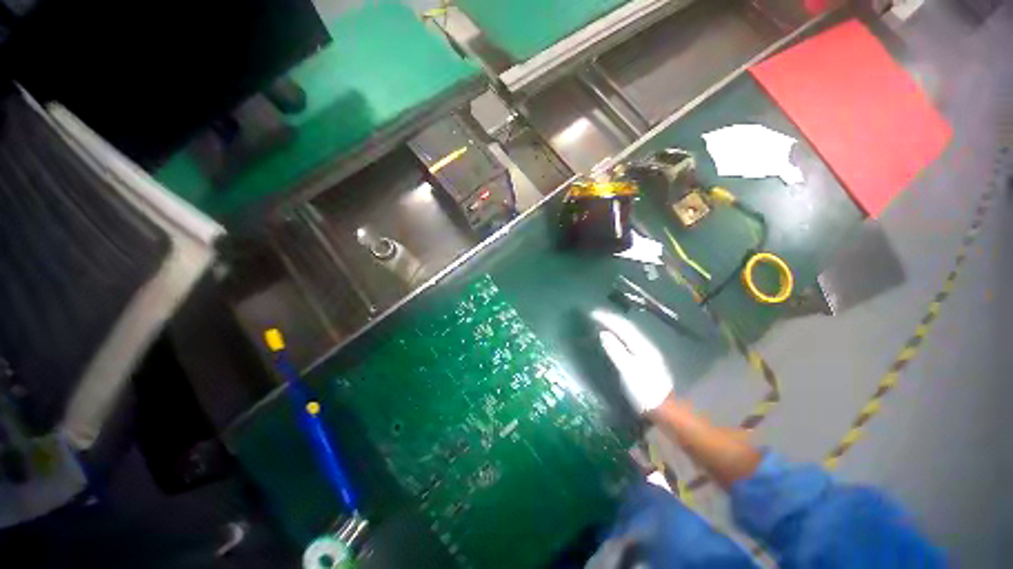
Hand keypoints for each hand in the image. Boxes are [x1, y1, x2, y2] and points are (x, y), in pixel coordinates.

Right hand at [591, 310, 674, 413]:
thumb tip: (603, 333)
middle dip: (611, 319)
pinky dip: (619, 334)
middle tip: (595, 315)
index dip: (607, 318)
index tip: (592, 313)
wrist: (664, 409)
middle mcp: (646, 345)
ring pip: (629, 332)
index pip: (622, 326)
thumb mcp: (627, 371)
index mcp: (641, 346)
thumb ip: (615, 350)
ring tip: (602, 321)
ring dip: (615, 325)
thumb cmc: (644, 391)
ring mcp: (647, 352)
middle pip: (627, 327)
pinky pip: (629, 339)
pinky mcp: (646, 359)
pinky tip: (615, 337)